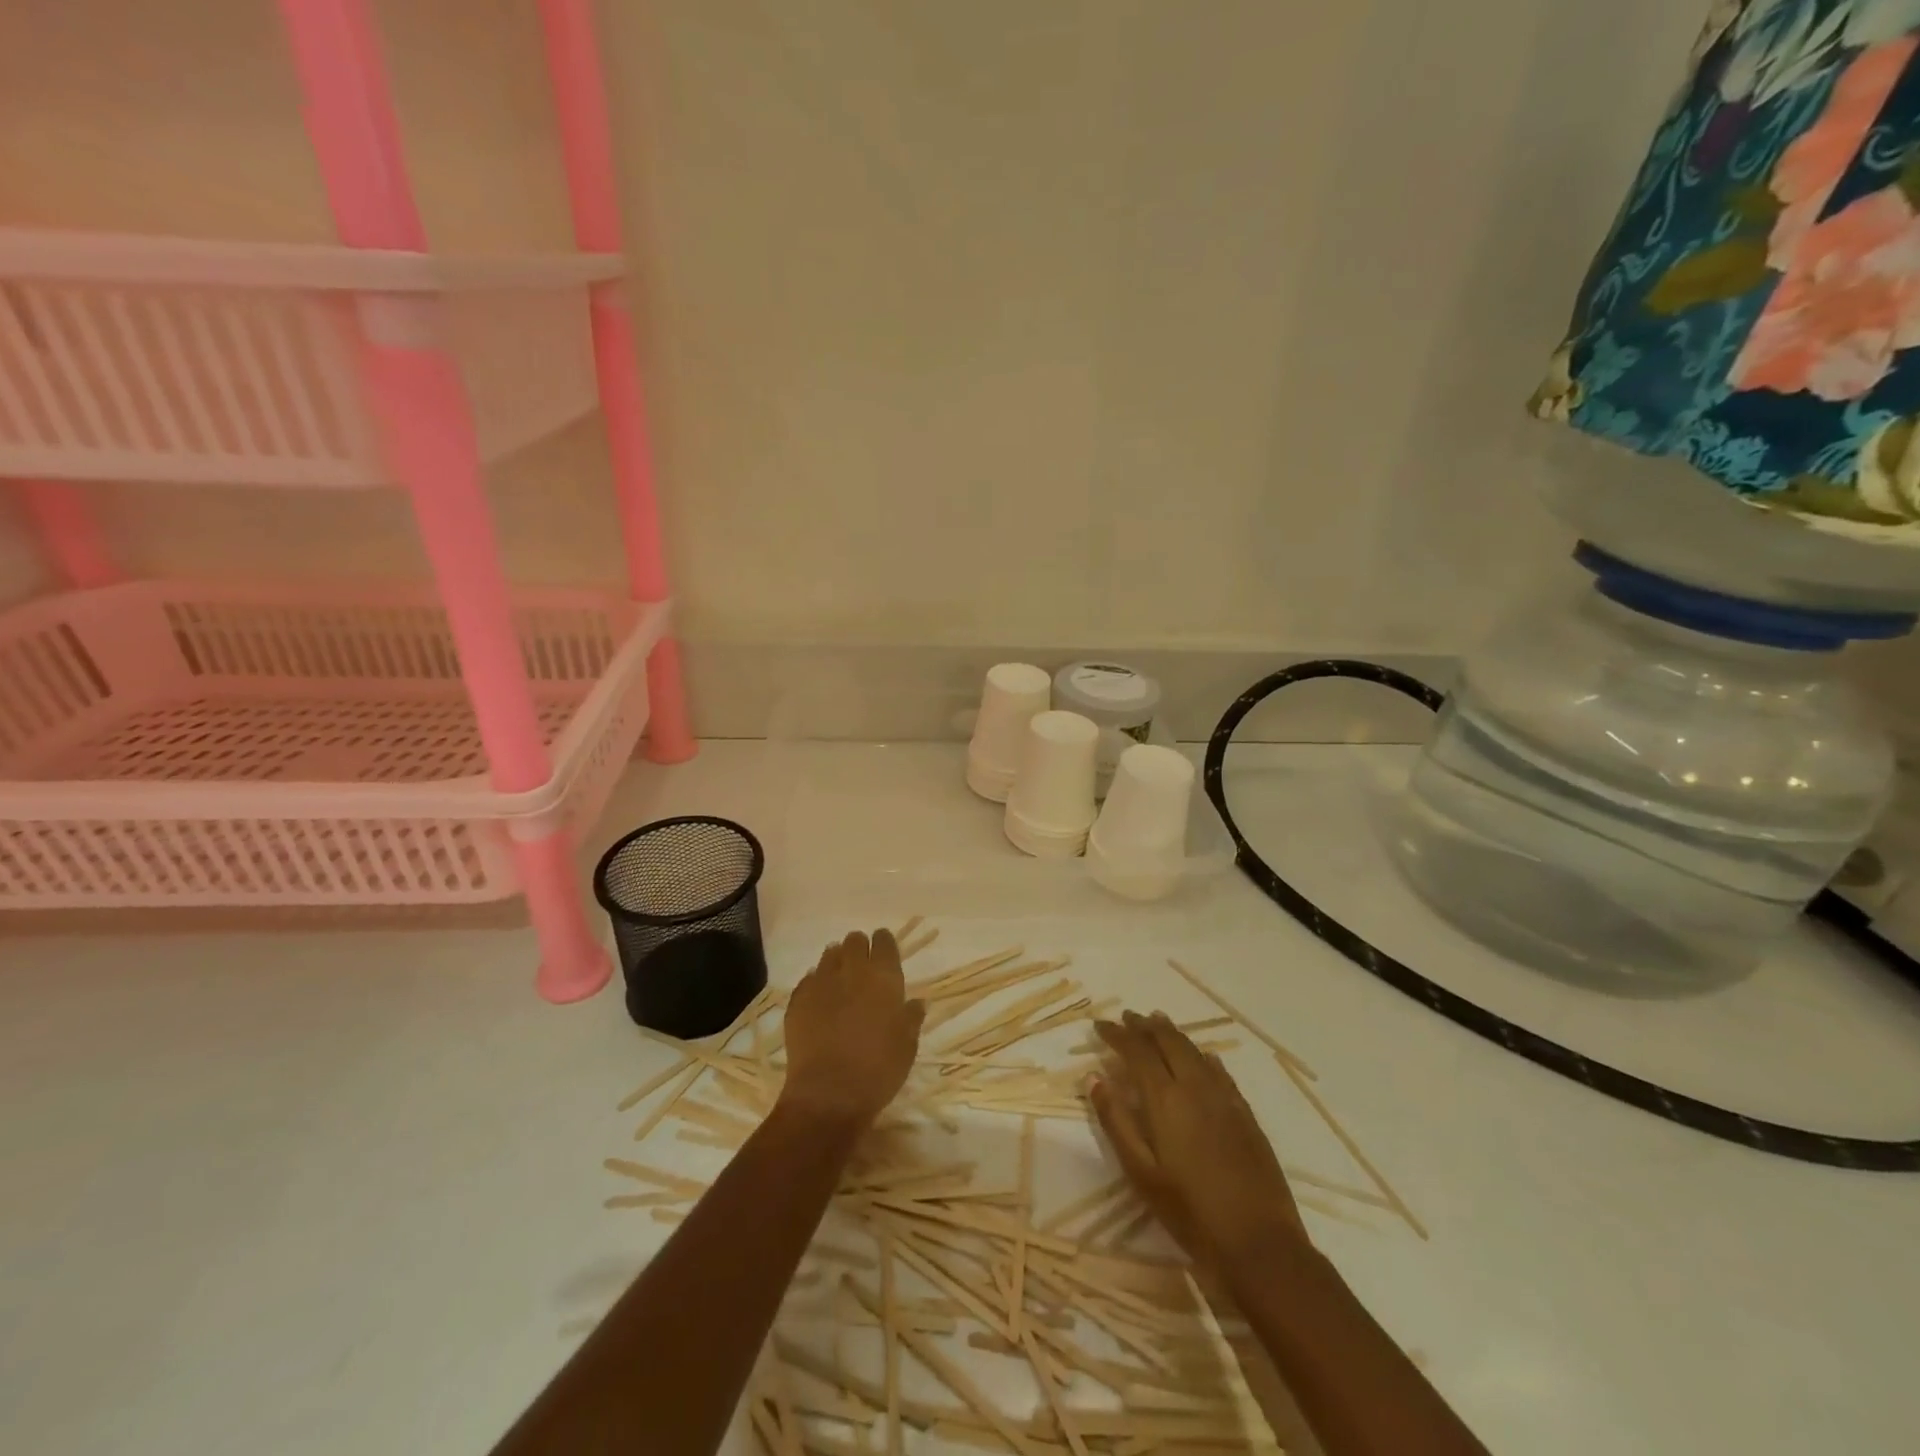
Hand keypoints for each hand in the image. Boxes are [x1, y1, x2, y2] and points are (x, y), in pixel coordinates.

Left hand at [780, 930, 925, 1133]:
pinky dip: (816, 983)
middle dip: (860, 948)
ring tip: (840, 980)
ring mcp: (821, 983)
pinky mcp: (798, 1000)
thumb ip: (911, 1018)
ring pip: (829, 955)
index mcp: (883, 978)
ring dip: (837, 961)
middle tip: (863, 966)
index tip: (885, 951)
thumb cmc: (878, 1070)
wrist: (828, 1095)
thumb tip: (916, 1002)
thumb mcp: (907, 1046)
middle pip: (854, 941)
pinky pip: (809, 979)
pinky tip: (820, 999)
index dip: (885, 943)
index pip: (884, 942)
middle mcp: (852, 971)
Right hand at [1091, 1011, 1307, 1273]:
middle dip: (1145, 1026)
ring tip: (1158, 1022)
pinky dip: (1203, 1056)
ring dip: (1172, 1034)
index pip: (1137, 1051)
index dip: (1117, 1034)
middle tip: (1128, 1017)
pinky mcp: (1246, 1114)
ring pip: (1194, 1051)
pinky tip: (1203, 1057)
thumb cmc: (1190, 1212)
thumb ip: (1116, 1121)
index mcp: (1166, 1098)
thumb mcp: (1141, 1172)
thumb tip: (1094, 1077)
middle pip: (1168, 1042)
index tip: (1099, 1025)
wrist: (1260, 1244)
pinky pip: (1220, 1071)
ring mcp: (1225, 1098)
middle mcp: (1195, 1087)